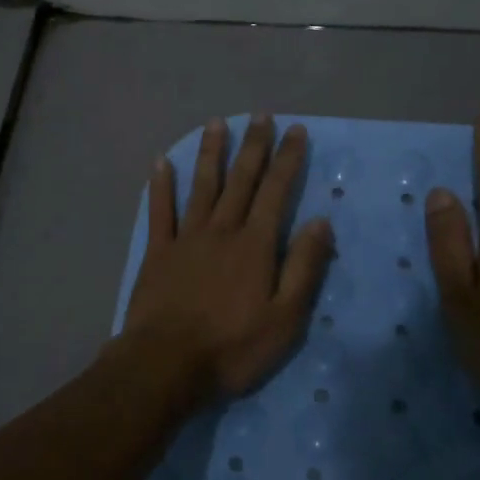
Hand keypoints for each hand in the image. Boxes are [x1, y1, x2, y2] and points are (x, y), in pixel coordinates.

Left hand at [121, 115, 334, 406]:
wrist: (166, 364)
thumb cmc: (232, 347)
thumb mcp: (285, 318)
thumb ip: (303, 268)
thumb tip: (321, 222)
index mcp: (255, 245)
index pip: (276, 192)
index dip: (287, 159)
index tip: (296, 131)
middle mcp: (221, 230)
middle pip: (241, 180)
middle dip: (254, 146)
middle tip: (261, 115)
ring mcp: (186, 238)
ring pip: (202, 186)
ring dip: (211, 153)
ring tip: (217, 123)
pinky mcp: (158, 252)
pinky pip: (160, 210)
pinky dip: (161, 185)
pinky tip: (161, 162)